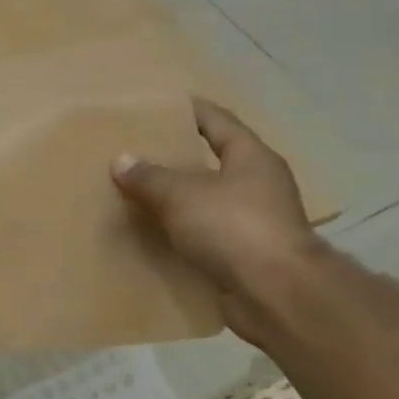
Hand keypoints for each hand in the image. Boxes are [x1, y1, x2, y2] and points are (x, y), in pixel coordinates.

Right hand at [111, 98, 323, 336]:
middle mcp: (257, 184)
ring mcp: (253, 221)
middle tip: (135, 153)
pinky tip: (150, 234)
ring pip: (206, 201)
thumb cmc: (233, 227)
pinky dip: (179, 233)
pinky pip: (203, 235)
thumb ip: (149, 177)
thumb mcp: (181, 195)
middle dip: (176, 158)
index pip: (217, 122)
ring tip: (135, 194)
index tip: (160, 105)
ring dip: (175, 199)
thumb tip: (122, 160)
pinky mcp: (243, 254)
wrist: (276, 293)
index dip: (190, 111)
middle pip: (211, 161)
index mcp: (251, 158)